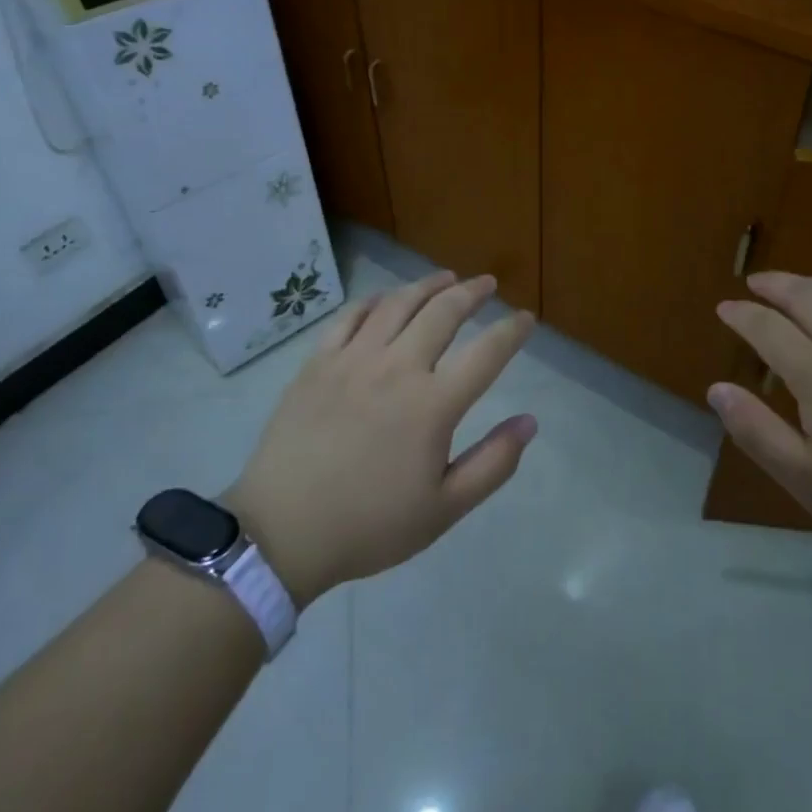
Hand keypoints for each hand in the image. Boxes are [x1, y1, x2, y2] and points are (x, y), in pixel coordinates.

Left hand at [223, 271, 536, 607]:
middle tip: (487, 284)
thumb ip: (493, 463)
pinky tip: (386, 299)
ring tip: (446, 278)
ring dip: (428, 285)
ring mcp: (353, 359)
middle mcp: (397, 368)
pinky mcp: (318, 362)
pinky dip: (376, 301)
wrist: (282, 533)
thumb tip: (530, 421)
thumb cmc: (370, 525)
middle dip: (472, 292)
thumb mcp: (444, 509)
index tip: (526, 319)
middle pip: (443, 312)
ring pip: (398, 304)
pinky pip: (351, 316)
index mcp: (433, 404)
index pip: (487, 353)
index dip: (512, 331)